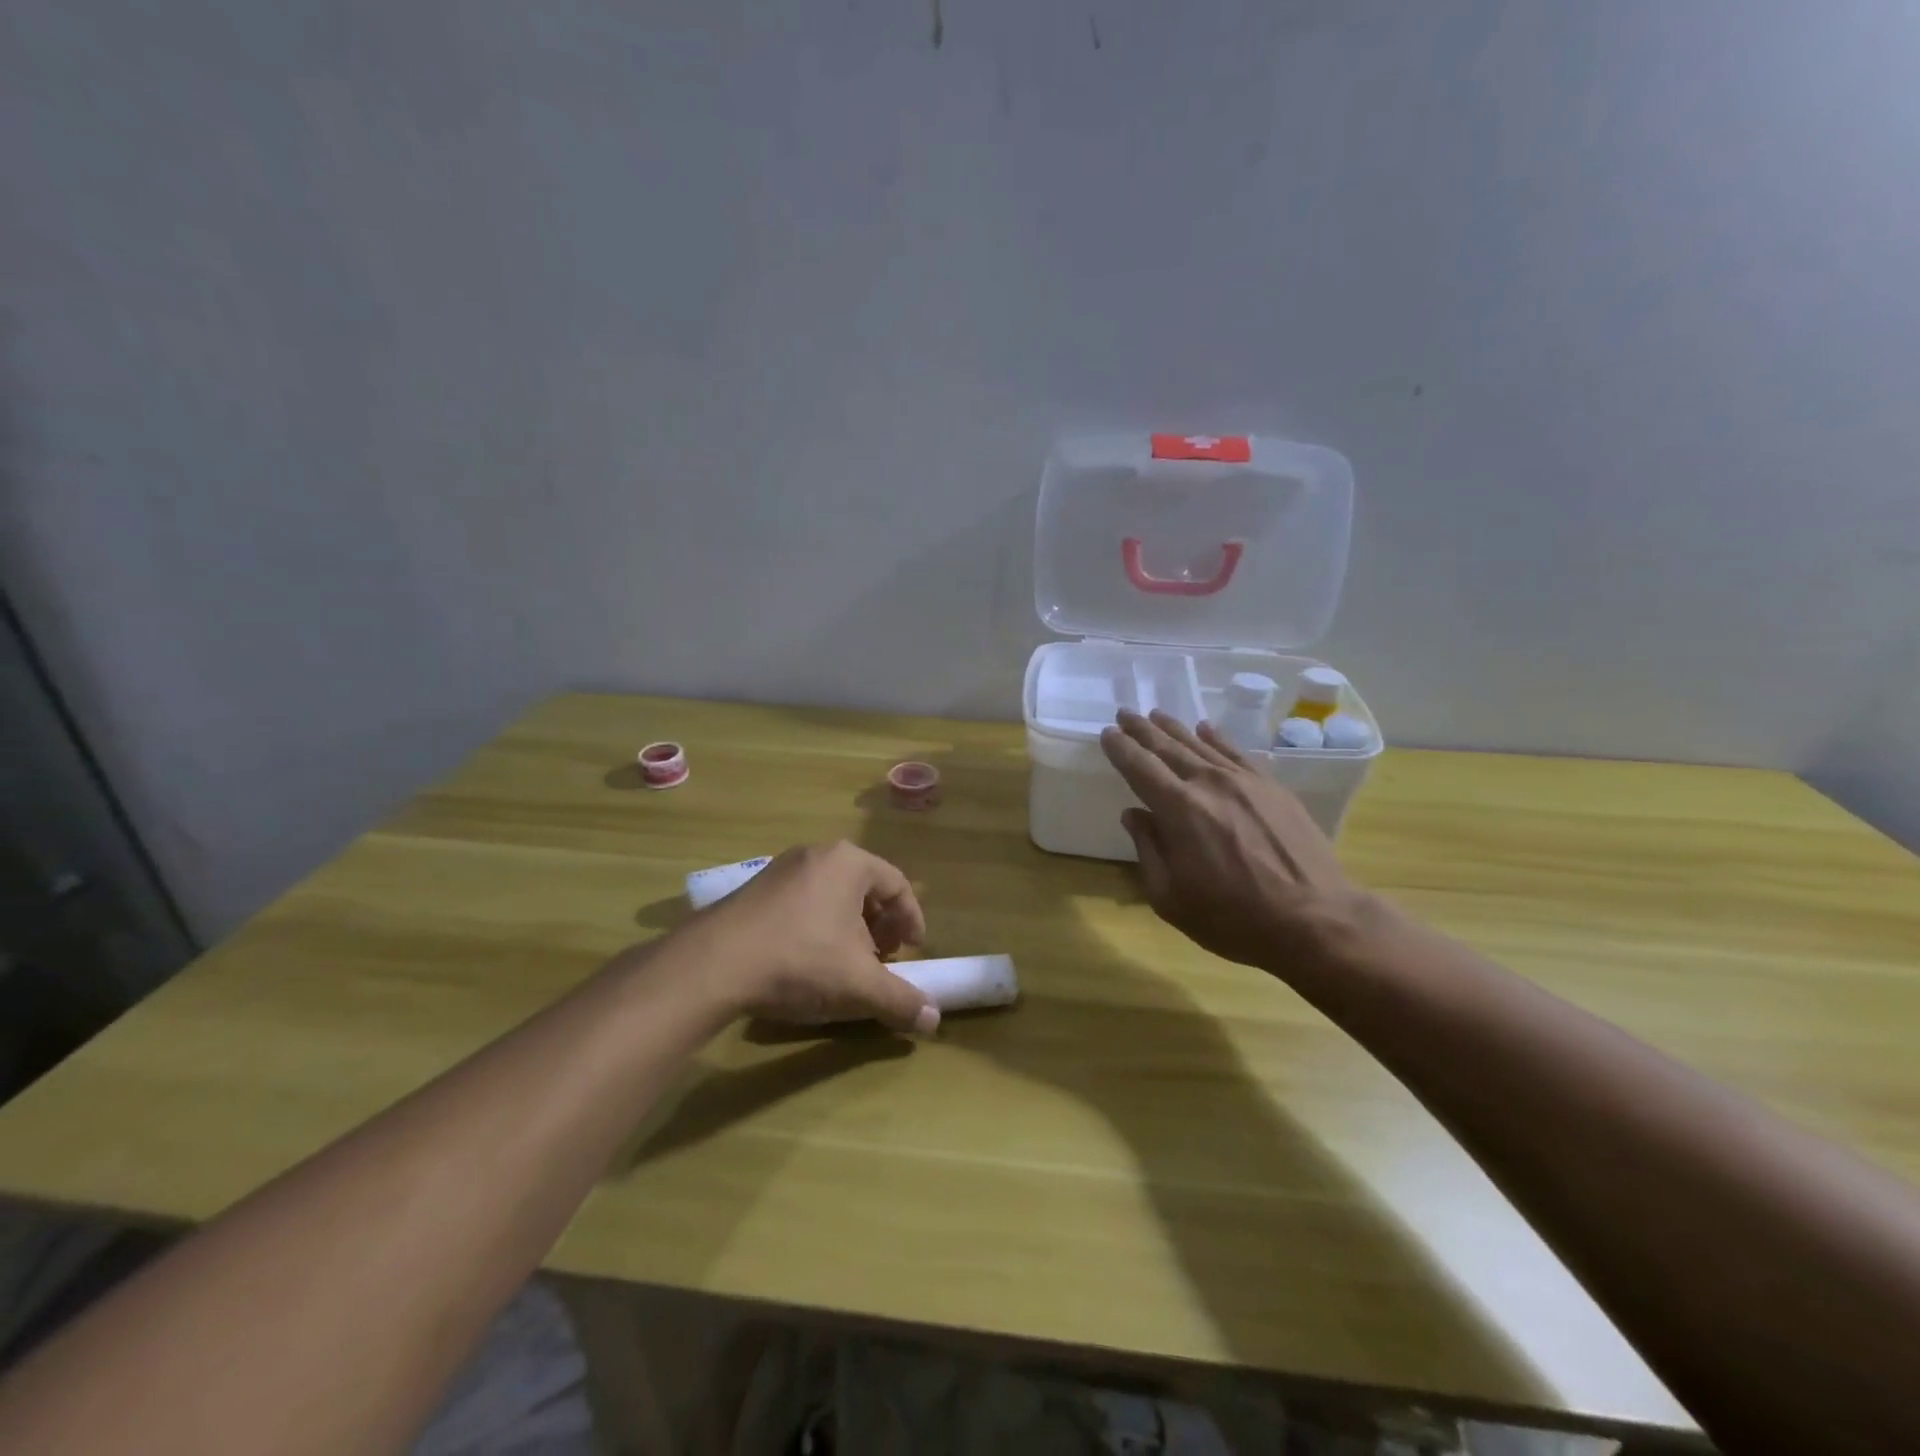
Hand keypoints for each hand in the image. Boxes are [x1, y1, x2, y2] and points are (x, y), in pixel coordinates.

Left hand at [686, 841, 939, 1034]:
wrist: (712, 965)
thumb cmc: (800, 960)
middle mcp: (816, 855)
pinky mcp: (752, 890)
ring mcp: (780, 869)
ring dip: (848, 929)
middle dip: (879, 926)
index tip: (913, 950)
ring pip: (831, 896)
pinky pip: (801, 903)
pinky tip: (806, 962)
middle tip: (882, 959)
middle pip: (864, 888)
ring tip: (846, 965)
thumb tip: (934, 1019)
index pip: (897, 884)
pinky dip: (816, 928)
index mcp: (848, 862)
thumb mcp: (859, 985)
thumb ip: (901, 1000)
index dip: (911, 919)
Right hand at [1099, 710, 1364, 972]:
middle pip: (1168, 748)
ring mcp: (1245, 782)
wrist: (1315, 920)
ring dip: (1175, 728)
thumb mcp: (1171, 898)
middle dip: (1142, 730)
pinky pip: (1237, 752)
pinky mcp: (1272, 788)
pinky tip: (1205, 728)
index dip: (1120, 748)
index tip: (1107, 734)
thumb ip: (1148, 850)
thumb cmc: (1234, 919)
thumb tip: (1133, 815)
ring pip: (1201, 744)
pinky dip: (1217, 738)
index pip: (1140, 767)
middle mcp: (1209, 784)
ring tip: (1156, 715)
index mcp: (1179, 810)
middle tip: (1125, 713)